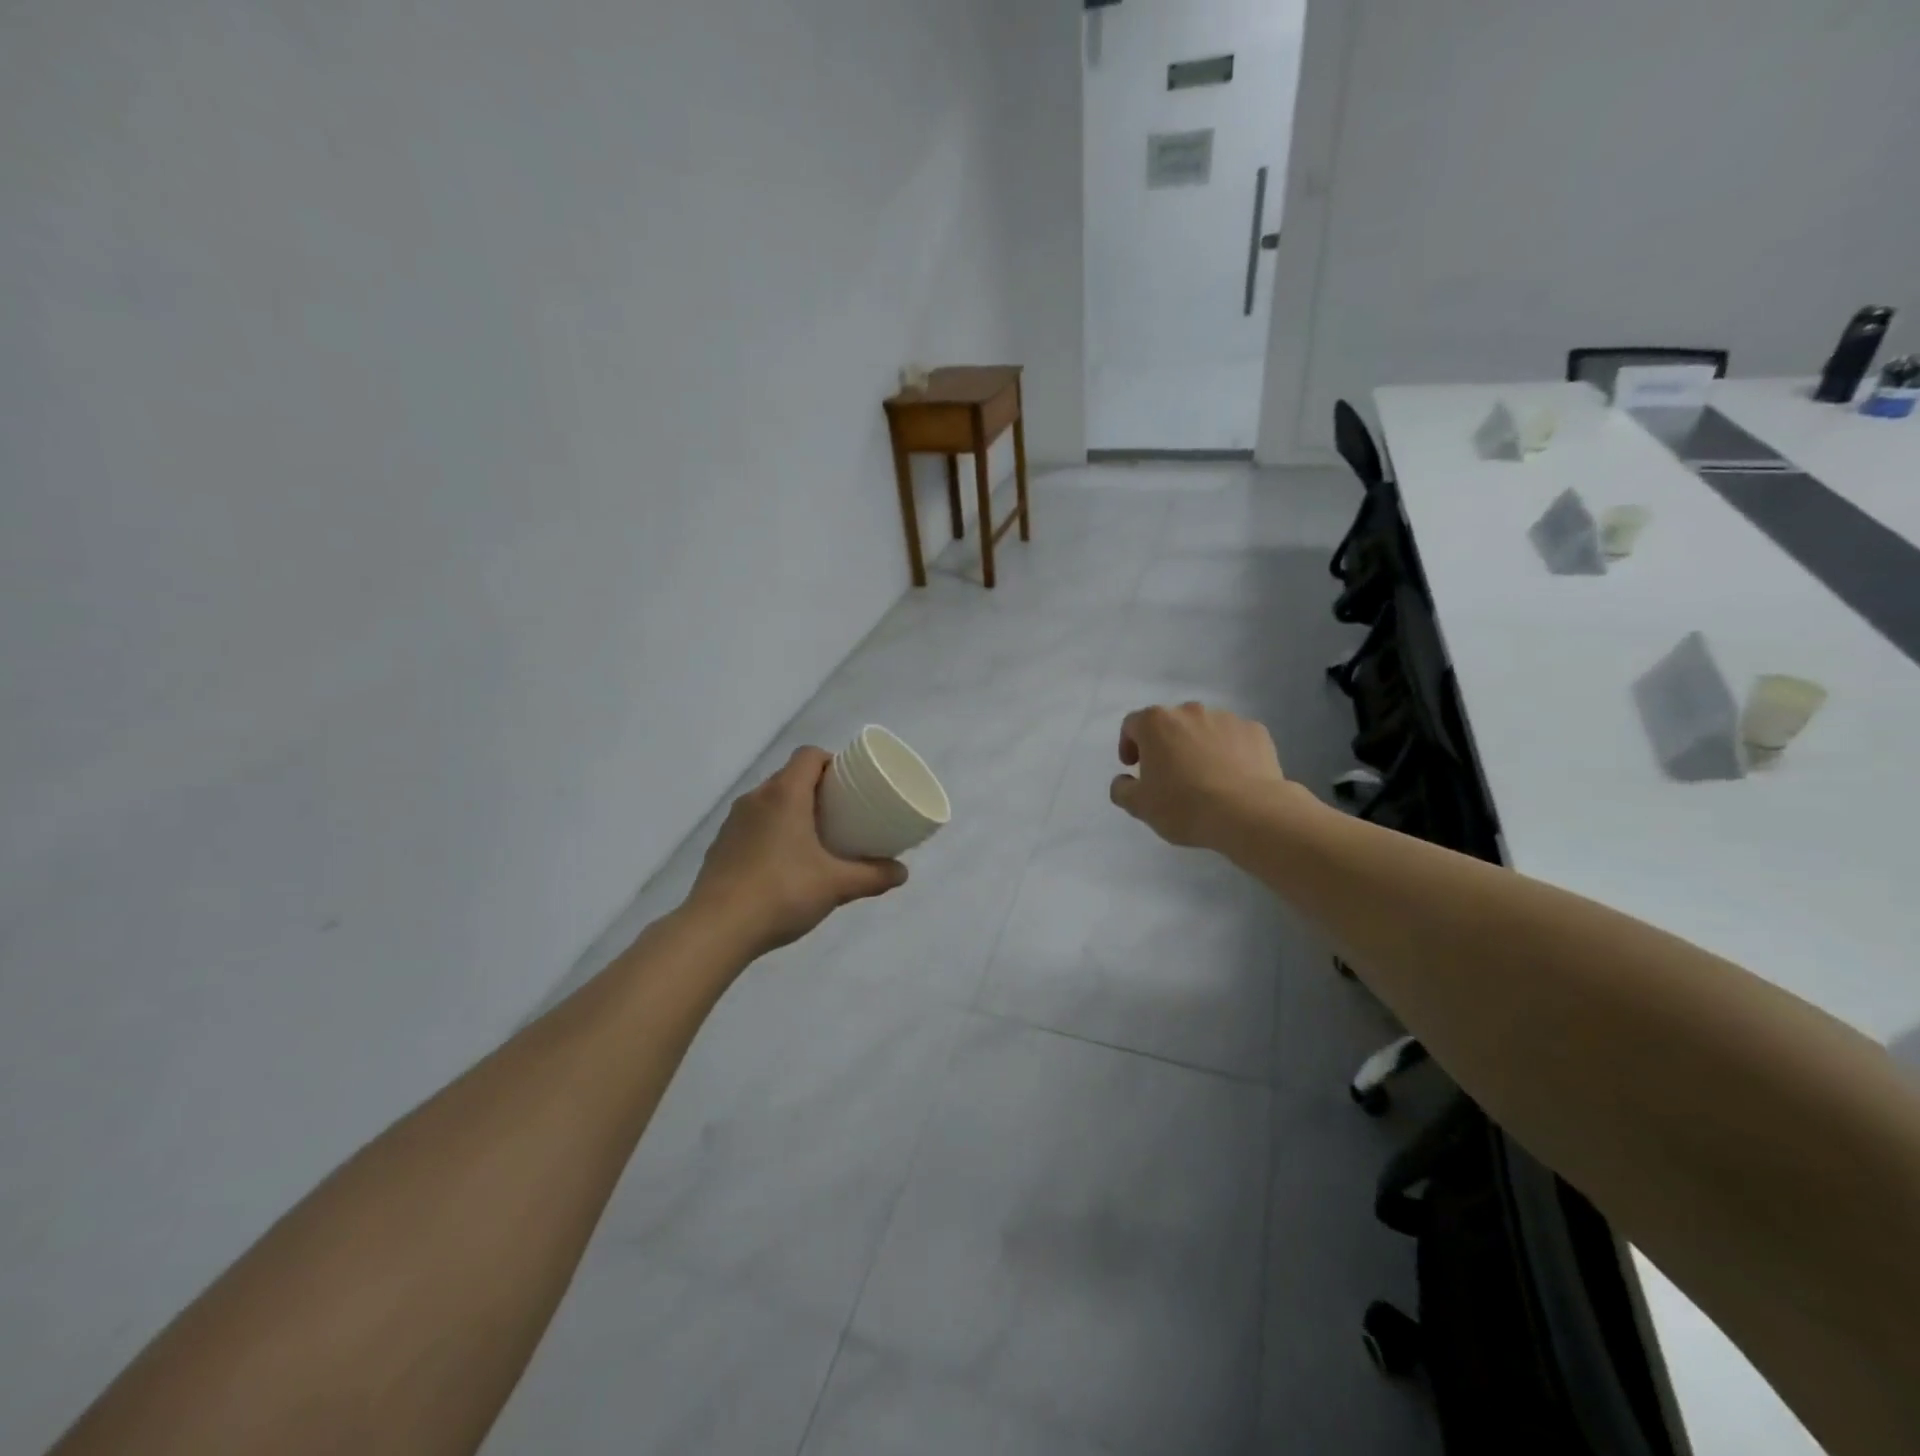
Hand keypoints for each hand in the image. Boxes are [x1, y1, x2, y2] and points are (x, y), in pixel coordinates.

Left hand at [687, 747, 907, 957]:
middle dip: (816, 788)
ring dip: (792, 810)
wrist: (717, 929)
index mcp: (784, 794)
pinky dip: (771, 831)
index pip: (809, 755)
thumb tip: (902, 873)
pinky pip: (753, 825)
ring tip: (815, 837)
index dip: (831, 761)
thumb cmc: (782, 893)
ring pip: (769, 801)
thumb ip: (872, 876)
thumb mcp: (836, 885)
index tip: (849, 783)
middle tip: (841, 812)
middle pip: (789, 777)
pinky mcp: (720, 845)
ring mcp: (733, 822)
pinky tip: (783, 862)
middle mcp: (756, 799)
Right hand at [1110, 702, 1287, 848]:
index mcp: (1156, 723)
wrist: (1248, 813)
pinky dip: (1229, 751)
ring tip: (1205, 777)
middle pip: (1170, 723)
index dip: (1129, 744)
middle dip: (1166, 744)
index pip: (1132, 724)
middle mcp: (1190, 711)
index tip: (1134, 767)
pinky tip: (1232, 777)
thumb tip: (1124, 780)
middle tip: (1169, 774)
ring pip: (1204, 729)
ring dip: (1198, 746)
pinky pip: (1234, 738)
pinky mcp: (1256, 731)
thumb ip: (1122, 789)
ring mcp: (1226, 718)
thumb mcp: (1140, 806)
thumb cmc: (1184, 806)